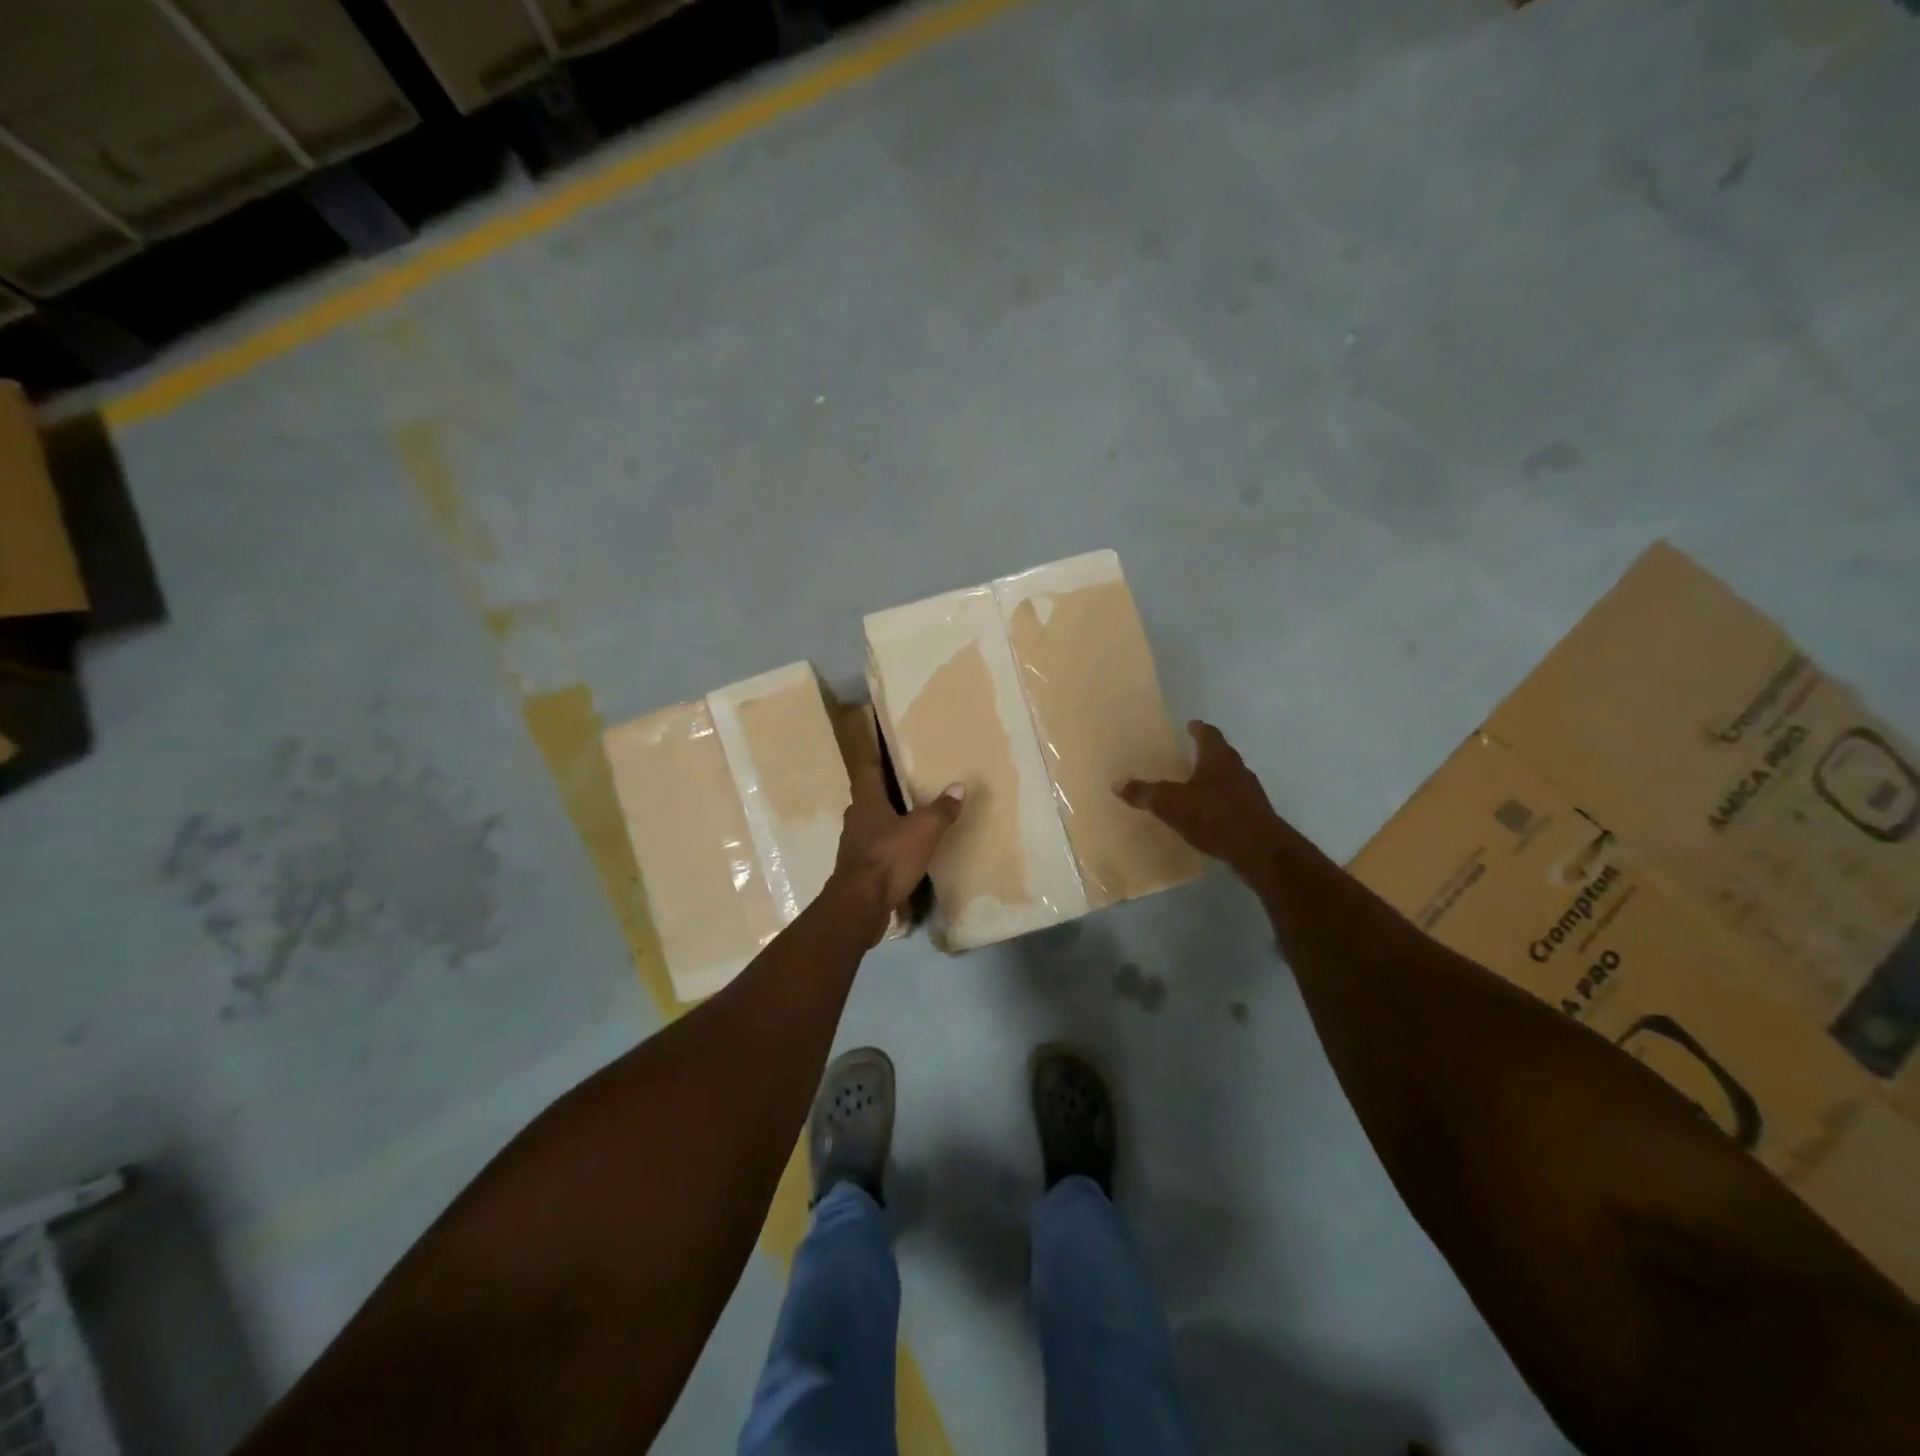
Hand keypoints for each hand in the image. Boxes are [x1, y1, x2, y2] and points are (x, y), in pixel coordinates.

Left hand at [830, 763, 963, 940]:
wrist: (860, 905)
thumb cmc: (889, 857)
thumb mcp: (924, 831)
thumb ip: (941, 809)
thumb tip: (959, 787)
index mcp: (866, 803)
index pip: (869, 773)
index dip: (878, 762)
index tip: (888, 754)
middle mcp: (855, 821)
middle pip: (869, 801)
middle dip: (886, 795)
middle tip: (909, 790)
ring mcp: (853, 847)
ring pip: (871, 827)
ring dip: (887, 825)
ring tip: (910, 823)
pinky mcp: (857, 871)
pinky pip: (874, 853)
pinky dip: (888, 851)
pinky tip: (904, 856)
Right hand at [1117, 721, 1283, 878]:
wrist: (1258, 850)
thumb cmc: (1213, 816)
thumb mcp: (1171, 804)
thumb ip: (1145, 793)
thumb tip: (1117, 783)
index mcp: (1219, 758)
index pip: (1209, 735)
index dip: (1198, 729)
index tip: (1191, 725)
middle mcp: (1238, 770)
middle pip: (1221, 755)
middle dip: (1205, 755)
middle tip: (1189, 755)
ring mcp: (1251, 794)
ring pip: (1230, 780)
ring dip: (1214, 781)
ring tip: (1196, 787)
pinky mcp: (1256, 817)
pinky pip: (1234, 803)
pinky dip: (1220, 804)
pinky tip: (1208, 816)